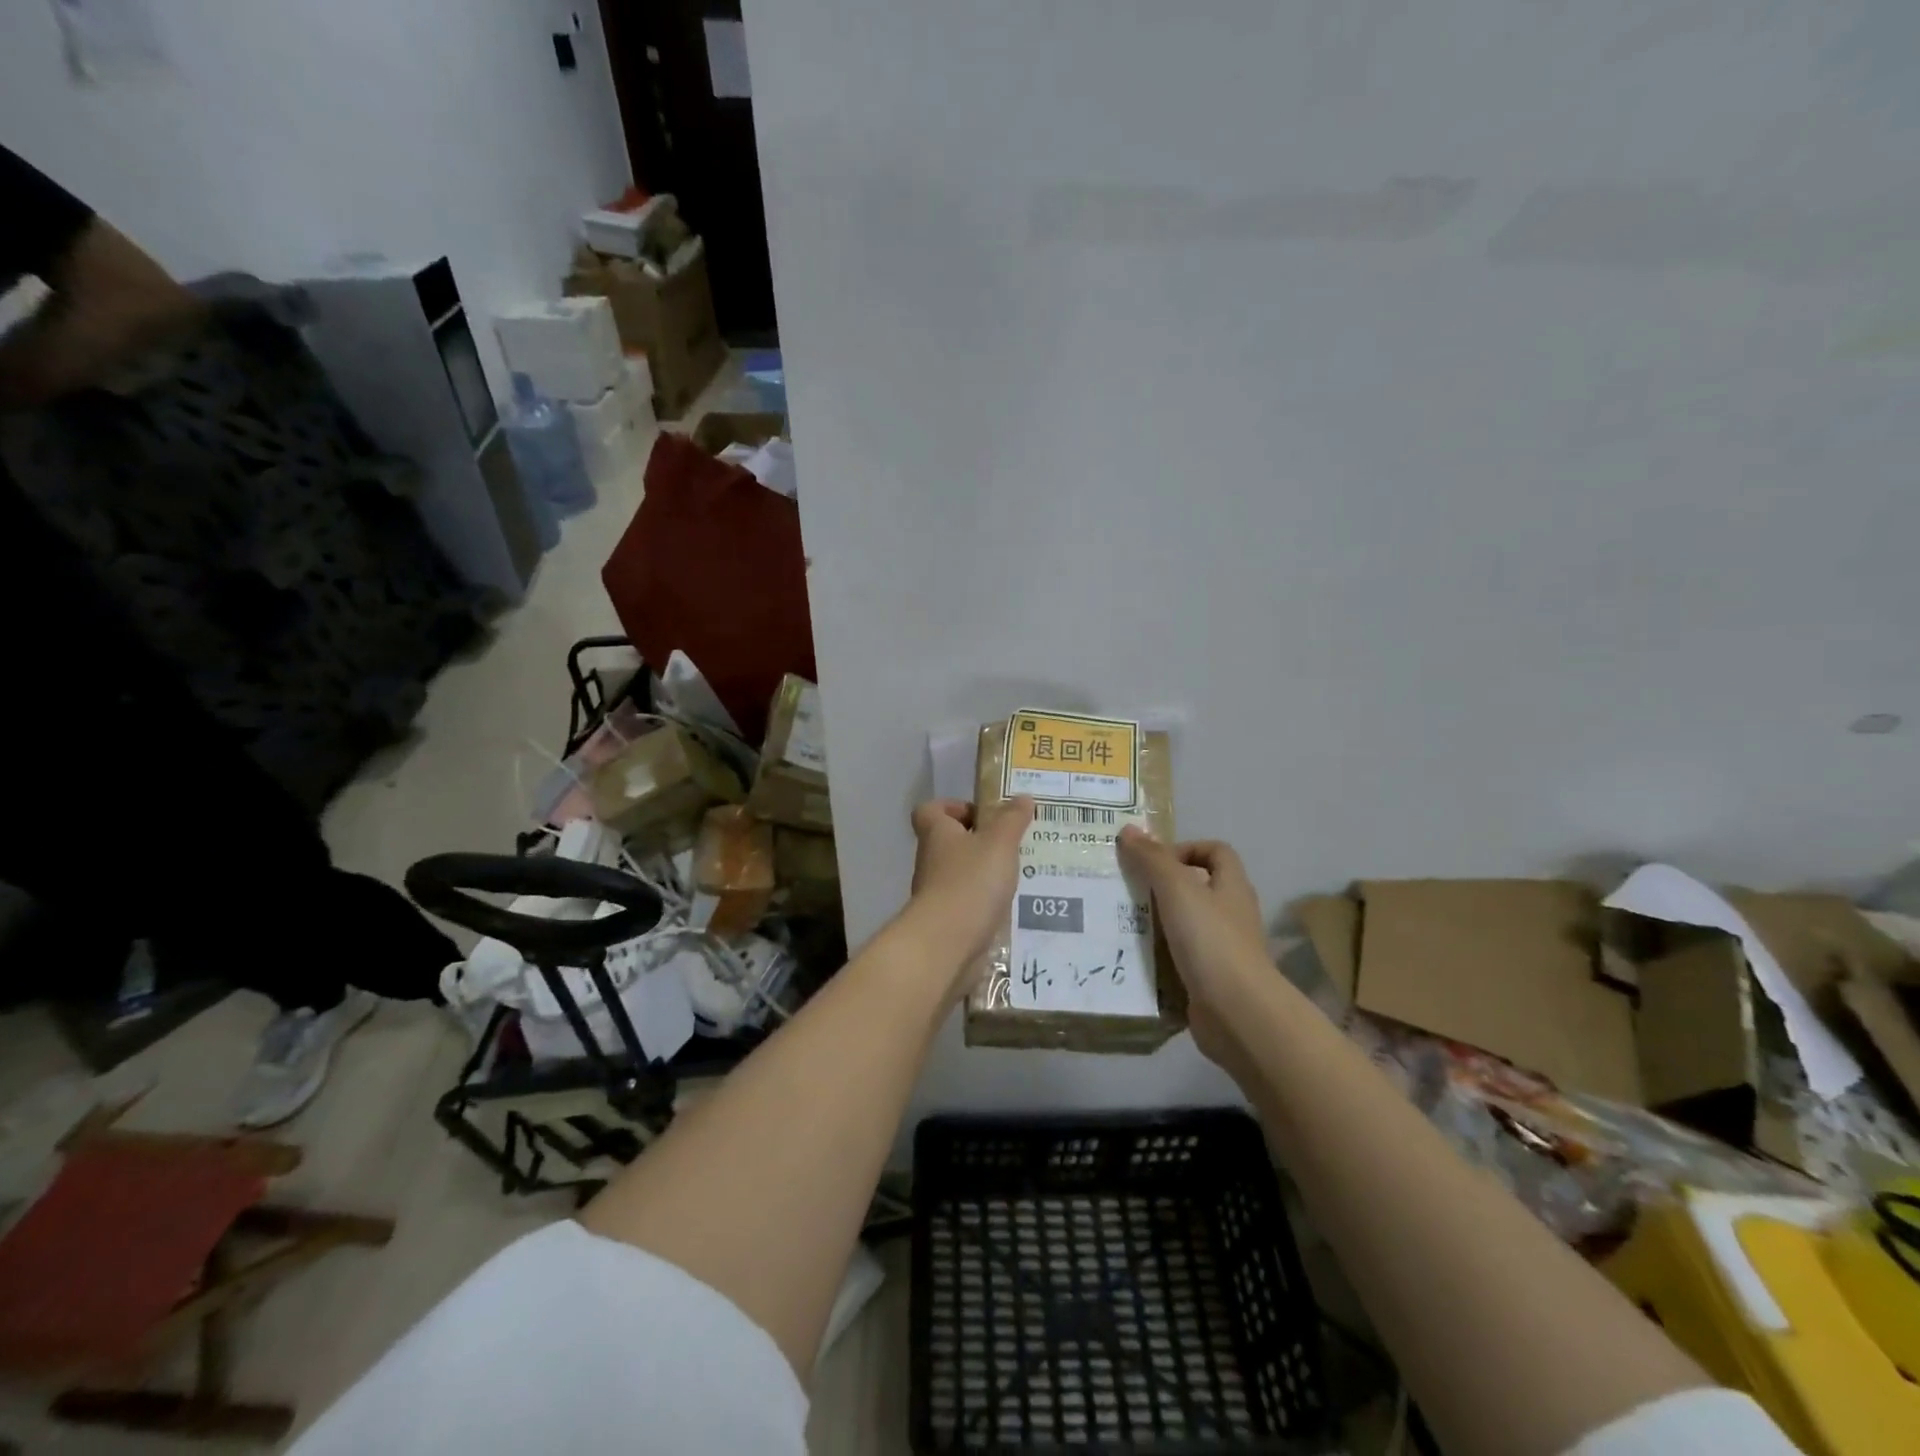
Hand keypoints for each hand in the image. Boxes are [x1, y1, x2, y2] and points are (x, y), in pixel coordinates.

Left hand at [903, 797, 1034, 997]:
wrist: (947, 943)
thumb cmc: (971, 881)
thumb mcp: (999, 843)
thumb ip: (1012, 819)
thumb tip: (1022, 797)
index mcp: (937, 834)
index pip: (930, 810)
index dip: (953, 806)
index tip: (983, 814)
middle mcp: (931, 860)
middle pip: (948, 842)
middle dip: (978, 841)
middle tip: (1011, 844)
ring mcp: (936, 893)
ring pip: (959, 874)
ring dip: (984, 873)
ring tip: (1017, 875)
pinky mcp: (946, 921)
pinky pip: (966, 903)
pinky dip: (984, 902)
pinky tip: (1009, 906)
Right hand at [1117, 829, 1271, 1069]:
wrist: (1237, 1012)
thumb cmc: (1211, 940)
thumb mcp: (1177, 889)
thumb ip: (1152, 859)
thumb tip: (1129, 829)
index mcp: (1231, 886)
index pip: (1216, 851)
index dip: (1186, 848)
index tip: (1154, 861)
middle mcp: (1232, 914)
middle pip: (1199, 887)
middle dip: (1163, 886)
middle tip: (1128, 889)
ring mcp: (1223, 949)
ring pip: (1186, 924)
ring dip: (1158, 922)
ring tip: (1122, 922)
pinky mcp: (1211, 979)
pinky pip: (1181, 958)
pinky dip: (1160, 956)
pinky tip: (1135, 957)